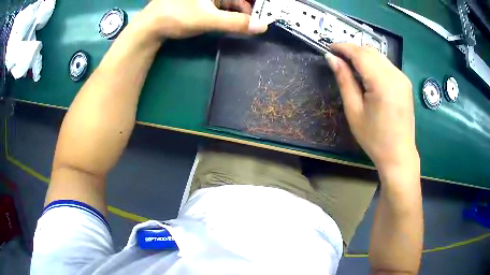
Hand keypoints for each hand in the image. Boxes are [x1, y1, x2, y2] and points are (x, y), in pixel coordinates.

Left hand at [138, 0, 267, 38]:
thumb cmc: (177, 16)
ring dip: (239, 13)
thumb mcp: (208, 19)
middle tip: (258, 21)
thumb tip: (262, 27)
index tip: (263, 14)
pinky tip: (233, 23)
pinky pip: (222, 6)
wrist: (151, 26)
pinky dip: (229, 14)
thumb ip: (236, 23)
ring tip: (247, 24)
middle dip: (248, 9)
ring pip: (230, 2)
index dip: (254, 4)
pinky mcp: (202, 3)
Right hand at [326, 44, 418, 172]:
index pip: (360, 54)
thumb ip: (344, 80)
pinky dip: (373, 64)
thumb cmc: (374, 138)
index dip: (343, 47)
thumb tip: (331, 58)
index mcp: (383, 83)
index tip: (329, 48)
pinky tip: (367, 75)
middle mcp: (396, 75)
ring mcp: (402, 78)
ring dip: (363, 56)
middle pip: (370, 51)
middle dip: (352, 50)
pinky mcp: (405, 83)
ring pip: (379, 56)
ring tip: (350, 67)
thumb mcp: (354, 111)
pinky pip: (386, 65)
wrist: (399, 154)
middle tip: (338, 59)